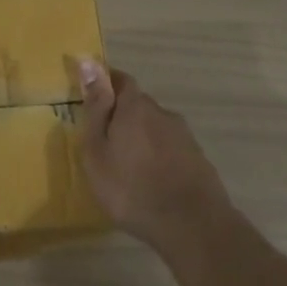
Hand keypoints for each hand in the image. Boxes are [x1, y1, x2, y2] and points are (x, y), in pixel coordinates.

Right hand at [76, 57, 233, 248]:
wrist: (191, 224)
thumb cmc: (130, 187)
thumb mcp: (98, 150)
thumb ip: (95, 108)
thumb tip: (88, 61)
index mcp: (135, 107)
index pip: (120, 80)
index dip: (105, 84)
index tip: (92, 98)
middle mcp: (162, 113)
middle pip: (138, 104)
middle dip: (121, 115)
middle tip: (104, 140)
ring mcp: (184, 136)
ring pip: (155, 127)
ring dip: (140, 137)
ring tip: (126, 165)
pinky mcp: (197, 158)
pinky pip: (170, 148)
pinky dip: (157, 155)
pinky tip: (150, 178)